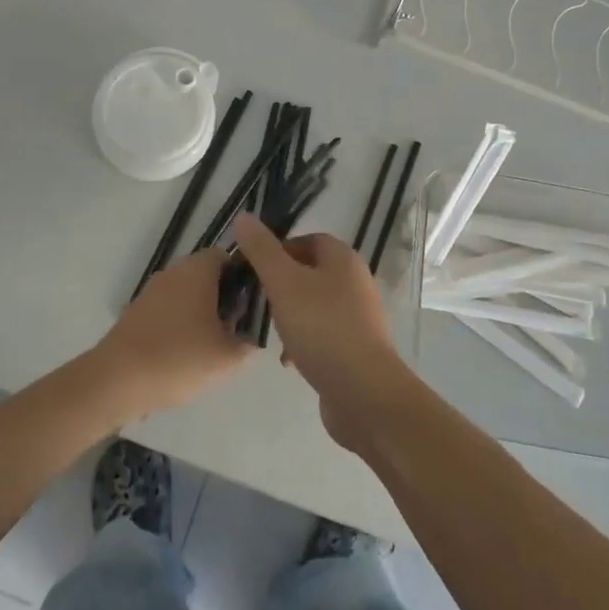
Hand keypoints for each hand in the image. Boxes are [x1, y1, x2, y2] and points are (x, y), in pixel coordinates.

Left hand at [93, 248, 251, 418]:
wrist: (116, 381)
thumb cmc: (179, 358)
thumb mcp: (228, 357)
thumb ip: (248, 343)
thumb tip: (249, 336)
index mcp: (197, 270)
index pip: (227, 257)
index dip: (244, 277)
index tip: (252, 304)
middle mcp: (173, 272)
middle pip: (206, 276)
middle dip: (224, 299)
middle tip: (236, 330)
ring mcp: (151, 292)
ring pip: (186, 295)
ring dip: (201, 315)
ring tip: (212, 348)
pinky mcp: (135, 313)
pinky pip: (167, 312)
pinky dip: (179, 327)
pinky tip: (184, 357)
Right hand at [232, 214, 424, 452]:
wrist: (364, 393)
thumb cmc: (322, 328)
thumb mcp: (284, 283)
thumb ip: (262, 250)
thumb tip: (244, 216)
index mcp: (343, 259)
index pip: (308, 240)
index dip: (278, 249)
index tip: (254, 269)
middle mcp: (355, 282)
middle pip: (310, 273)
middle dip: (281, 286)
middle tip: (258, 300)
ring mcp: (358, 317)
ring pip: (314, 305)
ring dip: (290, 316)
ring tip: (270, 332)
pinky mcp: (356, 348)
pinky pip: (323, 334)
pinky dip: (303, 341)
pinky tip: (288, 360)